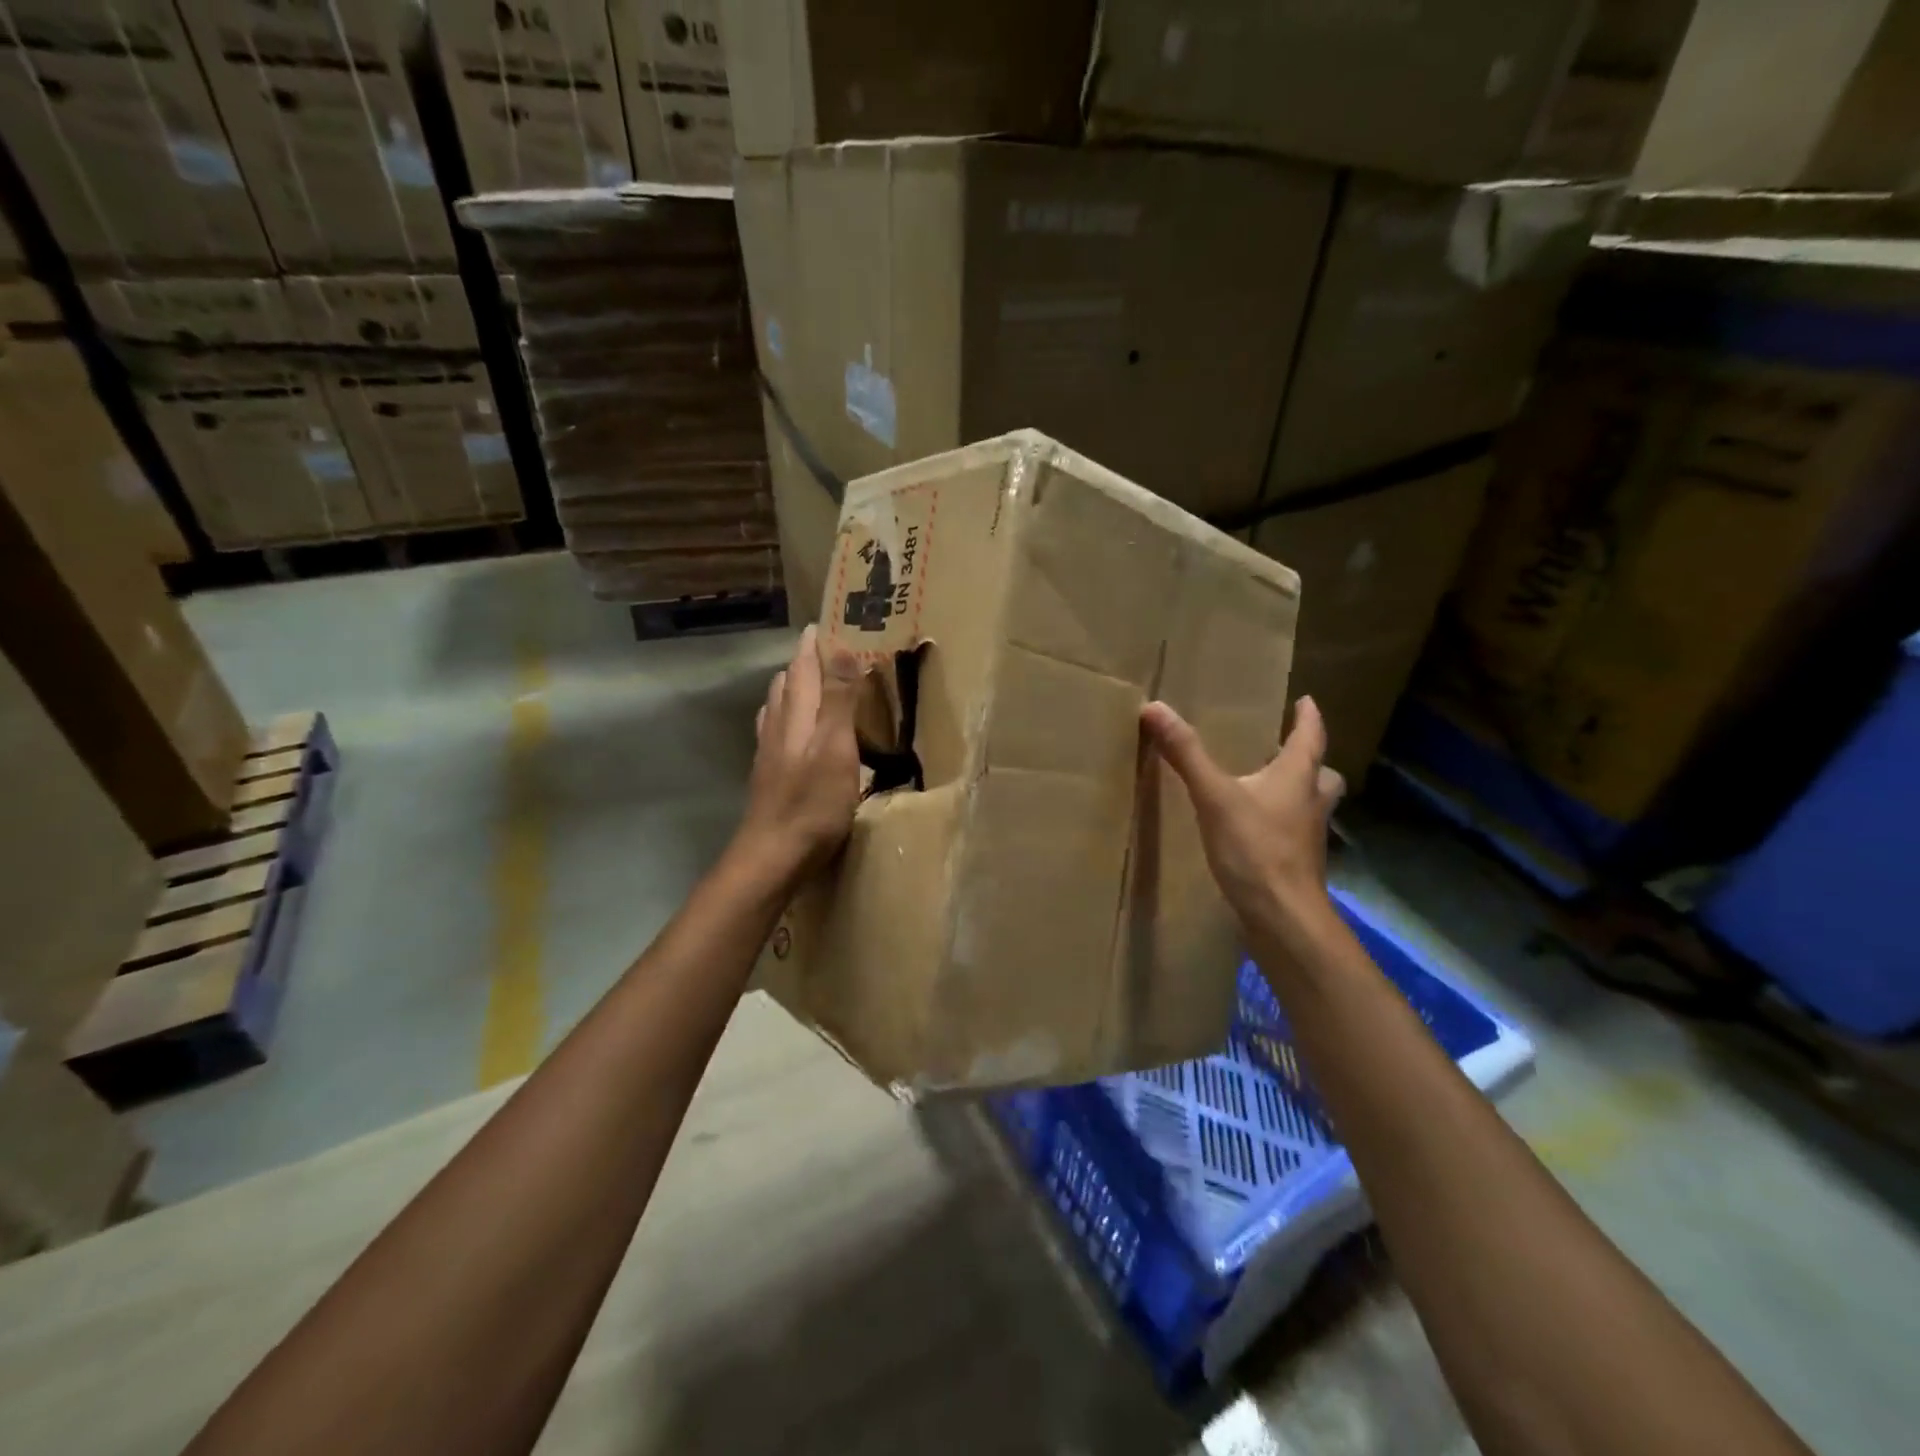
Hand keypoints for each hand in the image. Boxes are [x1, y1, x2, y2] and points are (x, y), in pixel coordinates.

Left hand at [737, 624, 864, 882]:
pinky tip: (791, 730)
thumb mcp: (836, 748)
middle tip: (824, 649)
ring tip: (811, 682)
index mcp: (797, 715)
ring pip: (778, 707)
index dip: (813, 644)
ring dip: (794, 688)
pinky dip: (788, 717)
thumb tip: (841, 645)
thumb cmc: (812, 803)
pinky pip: (776, 731)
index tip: (824, 622)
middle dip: (804, 662)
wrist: (772, 856)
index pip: (803, 667)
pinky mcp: (770, 776)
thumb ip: (839, 699)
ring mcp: (770, 753)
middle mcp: (778, 726)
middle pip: (787, 683)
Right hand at [1142, 696, 1345, 948]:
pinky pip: (1295, 830)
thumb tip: (1155, 707)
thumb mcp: (1214, 797)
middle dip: (1307, 759)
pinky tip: (1256, 829)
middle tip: (1285, 750)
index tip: (1305, 700)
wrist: (1283, 917)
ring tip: (1268, 788)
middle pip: (1321, 772)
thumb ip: (1186, 754)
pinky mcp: (1298, 863)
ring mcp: (1308, 835)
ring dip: (1298, 791)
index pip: (1310, 735)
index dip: (1308, 716)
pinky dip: (1282, 821)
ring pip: (1311, 803)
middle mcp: (1311, 801)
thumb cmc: (1256, 849)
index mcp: (1298, 777)